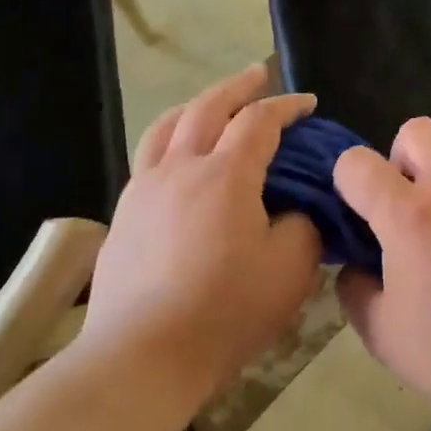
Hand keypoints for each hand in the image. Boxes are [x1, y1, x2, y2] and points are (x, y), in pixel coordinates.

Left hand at [78, 65, 322, 393]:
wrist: (144, 354)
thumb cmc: (227, 311)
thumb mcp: (291, 270)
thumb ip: (303, 227)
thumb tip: (296, 210)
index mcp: (226, 175)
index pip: (259, 121)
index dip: (287, 106)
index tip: (307, 103)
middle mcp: (180, 168)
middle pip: (207, 108)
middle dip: (237, 88)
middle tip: (257, 76)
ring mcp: (144, 190)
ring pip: (166, 127)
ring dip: (195, 106)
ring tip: (211, 106)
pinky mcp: (123, 216)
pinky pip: (148, 158)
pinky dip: (170, 141)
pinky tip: (178, 161)